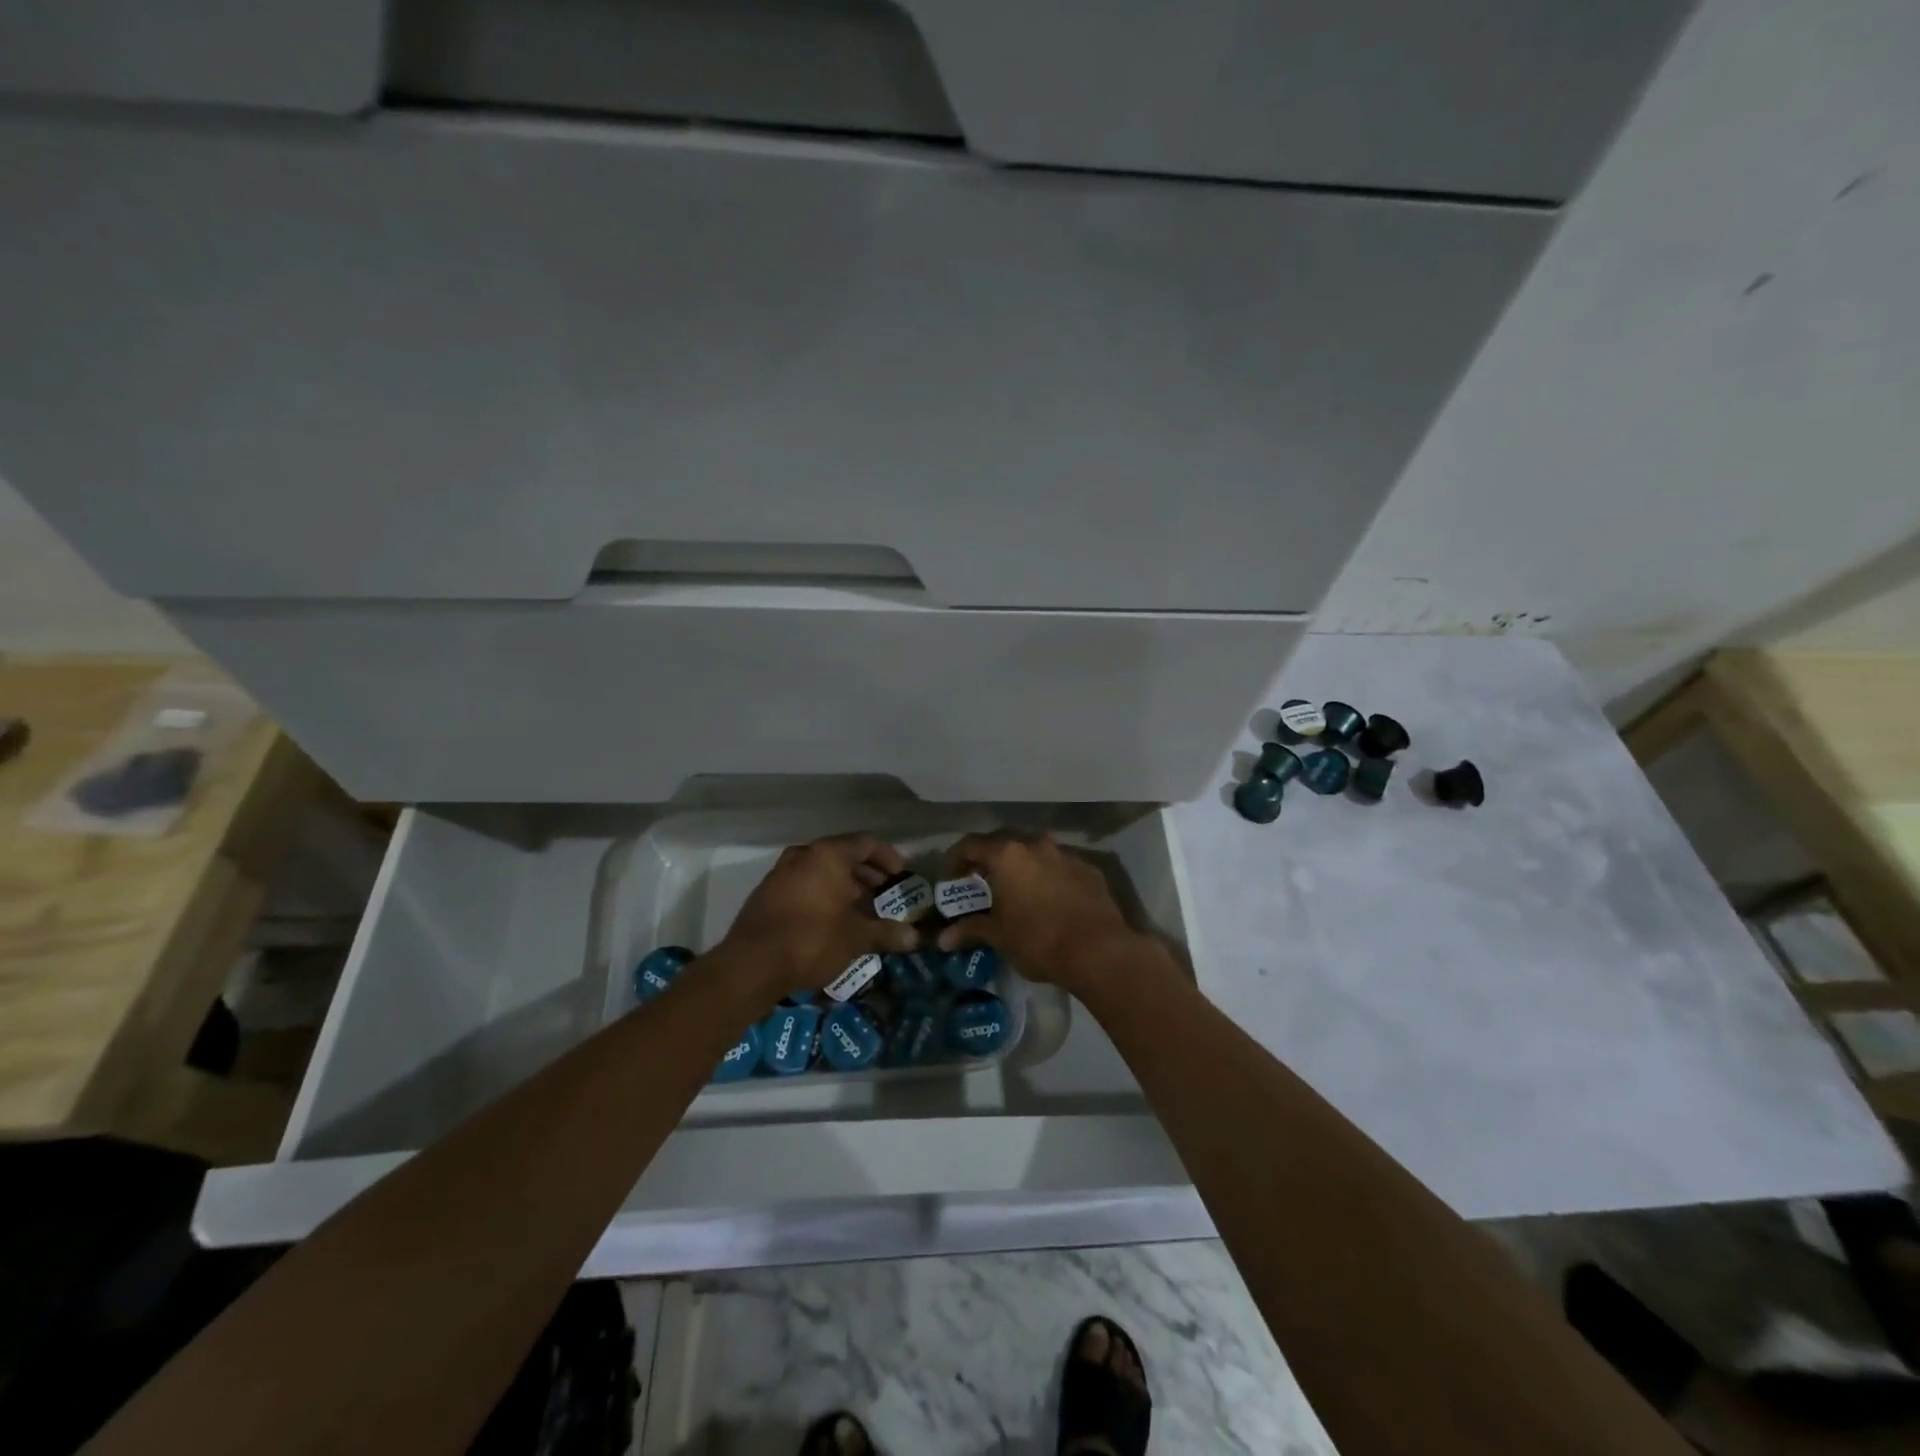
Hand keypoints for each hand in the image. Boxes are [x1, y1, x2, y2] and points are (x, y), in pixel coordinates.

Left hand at [719, 834, 919, 1002]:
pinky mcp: (765, 894)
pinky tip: (831, 920)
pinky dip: (821, 895)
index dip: (888, 857)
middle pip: (842, 855)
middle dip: (866, 874)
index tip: (901, 875)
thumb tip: (913, 937)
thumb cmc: (812, 939)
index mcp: (827, 855)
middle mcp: (803, 855)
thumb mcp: (856, 938)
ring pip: (820, 871)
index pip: (866, 843)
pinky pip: (803, 885)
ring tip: (860, 910)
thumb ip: (886, 933)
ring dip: (843, 886)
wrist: (751, 965)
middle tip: (883, 894)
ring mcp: (780, 873)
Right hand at [934, 833, 1140, 992]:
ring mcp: (1066, 855)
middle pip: (1004, 844)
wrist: (1098, 951)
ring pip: (1035, 854)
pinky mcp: (1089, 870)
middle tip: (982, 883)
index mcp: (1007, 855)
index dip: (955, 859)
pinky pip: (1060, 867)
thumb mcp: (999, 936)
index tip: (950, 877)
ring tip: (1017, 891)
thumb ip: (970, 930)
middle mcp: (1036, 845)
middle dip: (990, 861)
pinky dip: (1049, 878)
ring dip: (1022, 868)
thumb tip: (943, 939)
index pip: (970, 845)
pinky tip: (1050, 900)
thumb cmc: (1038, 939)